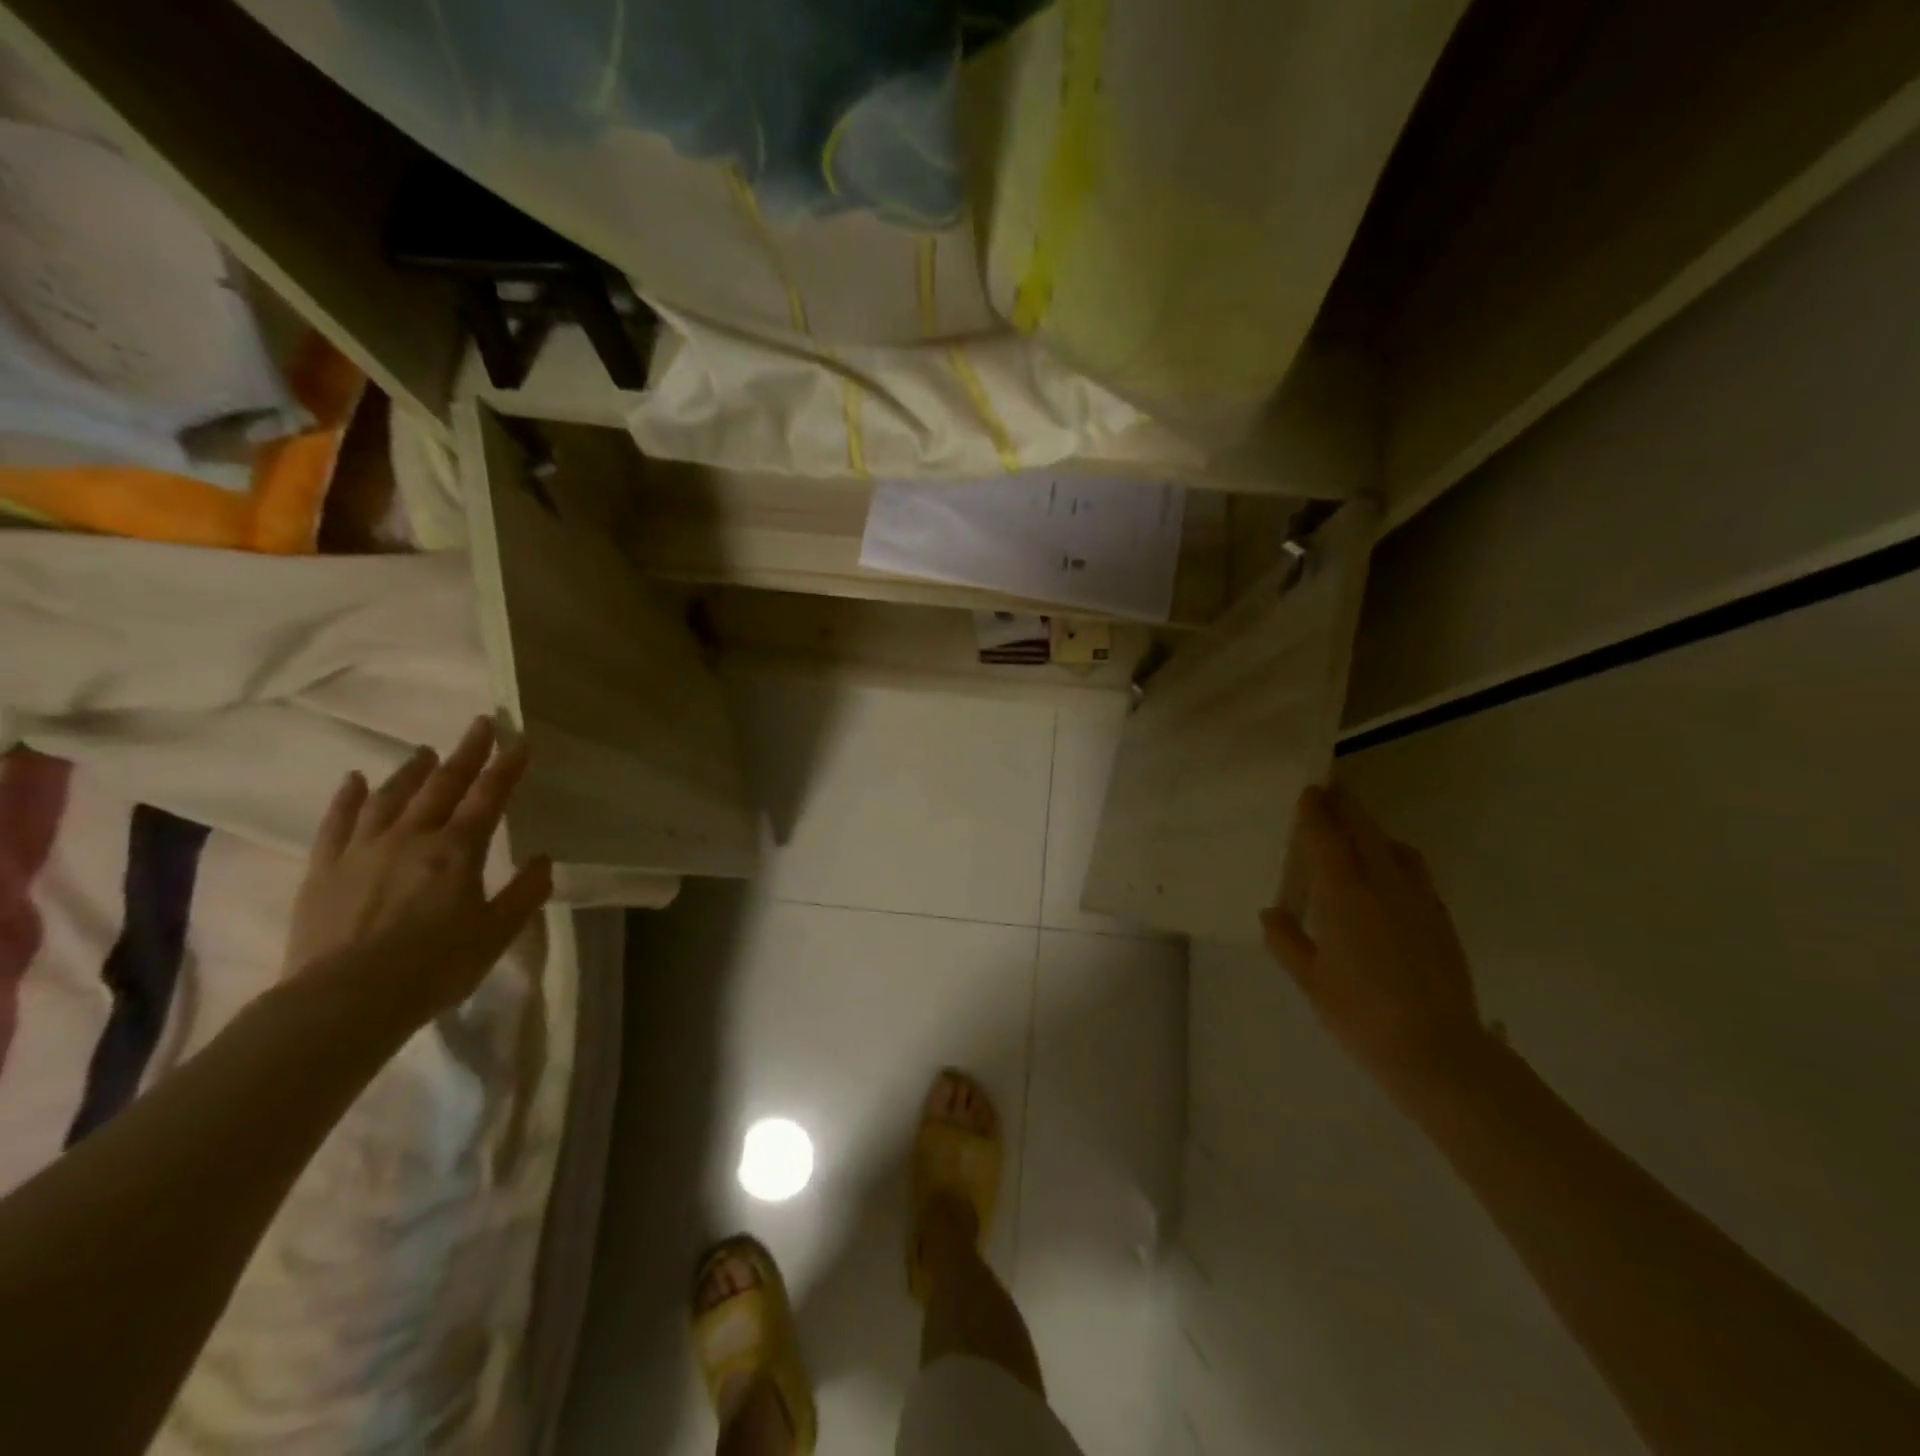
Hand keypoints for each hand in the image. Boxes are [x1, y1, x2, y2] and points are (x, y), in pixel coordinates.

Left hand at [285, 716, 552, 1019]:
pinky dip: (349, 798)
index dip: (507, 767)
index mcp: (458, 850)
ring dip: (412, 770)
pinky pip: (337, 823)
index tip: (519, 741)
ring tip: (425, 751)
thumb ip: (524, 893)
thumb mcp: (497, 933)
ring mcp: (363, 850)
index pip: (490, 797)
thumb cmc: (434, 967)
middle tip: (480, 724)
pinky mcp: (324, 869)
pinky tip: (355, 780)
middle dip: (466, 753)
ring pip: (392, 797)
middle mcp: (412, 837)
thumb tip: (542, 859)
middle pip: (443, 785)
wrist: (344, 1001)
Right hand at [1261, 786, 1494, 1106]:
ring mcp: (1417, 899)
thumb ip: (1287, 940)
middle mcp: (1383, 885)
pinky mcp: (1440, 917)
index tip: (1309, 790)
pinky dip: (1395, 856)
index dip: (1316, 812)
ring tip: (1357, 830)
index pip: (1326, 839)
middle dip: (1347, 806)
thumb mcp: (1310, 979)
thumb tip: (1272, 912)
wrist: (1437, 1050)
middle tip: (1331, 790)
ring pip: (1394, 847)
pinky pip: (1414, 870)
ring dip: (1373, 830)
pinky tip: (1387, 873)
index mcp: (1344, 895)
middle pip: (1364, 831)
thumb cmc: (1360, 1014)